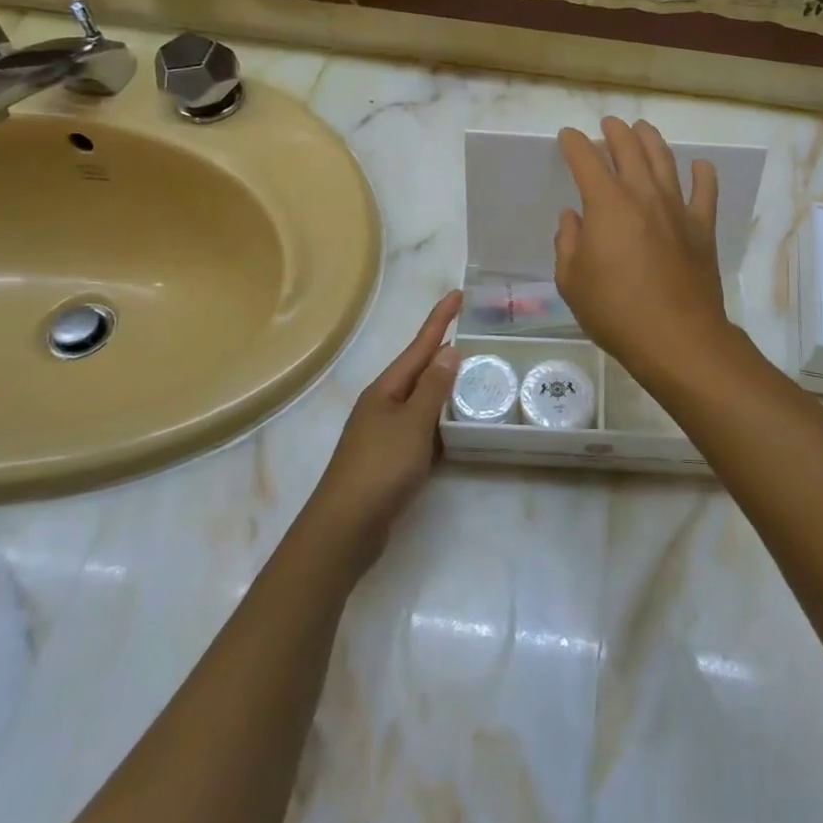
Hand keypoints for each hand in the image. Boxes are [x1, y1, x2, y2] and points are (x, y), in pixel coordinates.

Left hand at [310, 290, 461, 566]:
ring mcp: (386, 433)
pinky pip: (423, 430)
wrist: (345, 528)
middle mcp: (384, 404)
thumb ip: (433, 387)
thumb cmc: (380, 467)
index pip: (419, 345)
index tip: (459, 293)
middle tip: (478, 338)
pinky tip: (459, 427)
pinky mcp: (391, 460)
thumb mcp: (413, 423)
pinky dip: (442, 423)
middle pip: (420, 371)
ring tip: (477, 378)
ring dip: (446, 389)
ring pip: (423, 402)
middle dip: (445, 353)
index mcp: (386, 389)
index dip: (440, 319)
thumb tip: (449, 350)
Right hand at [555, 118, 730, 375]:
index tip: (568, 137)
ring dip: (651, 140)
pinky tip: (700, 166)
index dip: (574, 144)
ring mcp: (677, 208)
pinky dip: (702, 174)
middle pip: (629, 148)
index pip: (586, 159)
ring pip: (665, 160)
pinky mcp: (701, 228)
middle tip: (608, 124)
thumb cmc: (616, 311)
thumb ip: (567, 243)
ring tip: (643, 129)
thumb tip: (573, 218)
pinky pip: (705, 191)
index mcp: (606, 204)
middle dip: (615, 131)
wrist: (677, 338)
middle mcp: (643, 195)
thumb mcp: (572, 281)